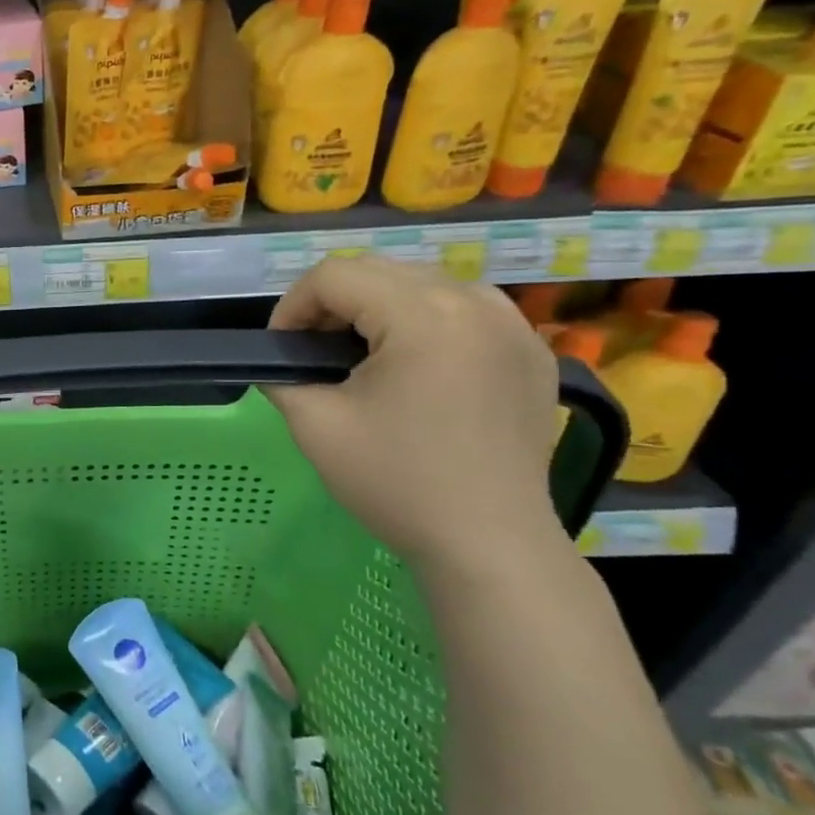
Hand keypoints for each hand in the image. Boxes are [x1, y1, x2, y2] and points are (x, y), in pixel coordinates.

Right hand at [261, 258, 561, 570]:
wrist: (489, 544)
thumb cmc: (397, 482)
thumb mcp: (315, 426)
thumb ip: (283, 376)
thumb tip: (280, 360)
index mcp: (424, 316)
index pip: (335, 275)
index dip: (292, 306)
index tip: (282, 351)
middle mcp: (475, 301)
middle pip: (379, 270)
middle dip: (332, 304)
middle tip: (313, 353)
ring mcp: (514, 324)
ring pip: (423, 283)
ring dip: (378, 308)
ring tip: (362, 357)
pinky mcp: (533, 351)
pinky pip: (464, 310)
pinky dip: (425, 323)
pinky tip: (415, 368)